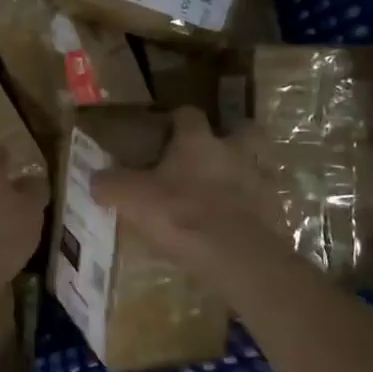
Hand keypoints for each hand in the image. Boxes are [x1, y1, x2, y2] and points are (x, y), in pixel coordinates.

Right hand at [89, 107, 290, 285]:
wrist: (237, 257)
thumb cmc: (180, 215)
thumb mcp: (131, 198)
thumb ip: (110, 185)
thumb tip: (95, 180)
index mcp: (198, 141)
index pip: (188, 114)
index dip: (176, 120)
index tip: (165, 131)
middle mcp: (234, 152)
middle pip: (243, 131)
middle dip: (230, 138)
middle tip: (210, 156)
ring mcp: (261, 182)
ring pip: (258, 167)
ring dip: (245, 175)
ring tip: (227, 194)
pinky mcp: (277, 214)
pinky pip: (265, 205)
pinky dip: (254, 211)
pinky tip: (238, 226)